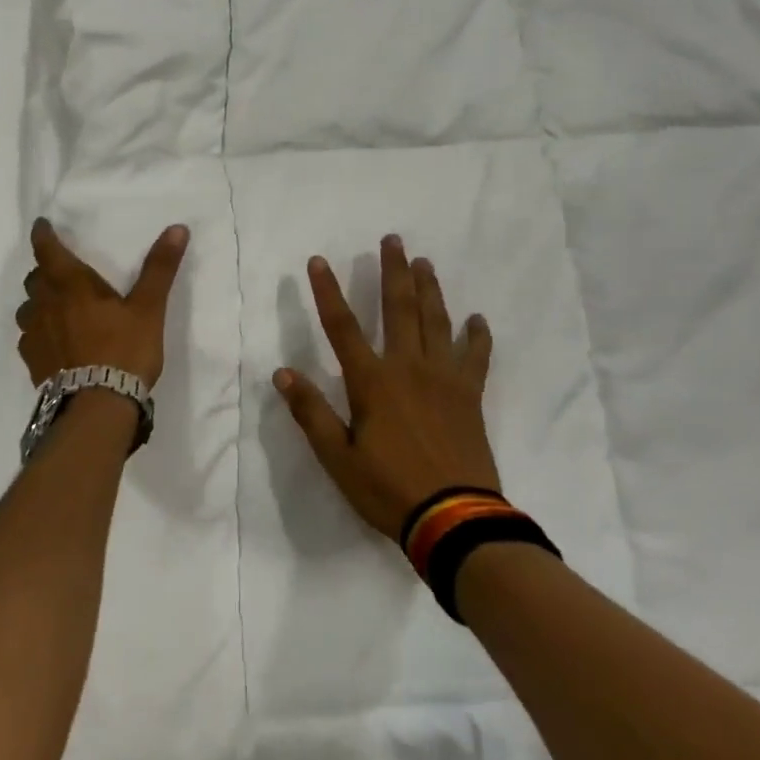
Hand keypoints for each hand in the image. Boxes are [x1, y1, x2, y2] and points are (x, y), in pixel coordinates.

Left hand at [16, 218, 189, 388]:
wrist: (97, 407)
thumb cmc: (124, 350)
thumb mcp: (149, 308)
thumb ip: (159, 268)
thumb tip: (178, 228)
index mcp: (71, 285)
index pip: (47, 250)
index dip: (43, 235)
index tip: (42, 226)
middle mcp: (45, 304)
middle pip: (35, 278)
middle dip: (45, 270)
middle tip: (61, 271)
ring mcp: (35, 335)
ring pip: (28, 308)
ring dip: (39, 301)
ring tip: (56, 307)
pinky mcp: (32, 362)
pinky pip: (29, 337)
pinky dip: (38, 331)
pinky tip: (53, 341)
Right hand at [274, 236, 499, 541]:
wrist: (455, 519)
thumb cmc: (389, 489)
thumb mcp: (338, 457)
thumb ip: (311, 412)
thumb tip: (283, 373)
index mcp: (372, 382)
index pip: (342, 327)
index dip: (327, 292)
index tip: (319, 261)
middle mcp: (408, 368)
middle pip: (399, 308)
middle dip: (394, 271)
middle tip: (393, 239)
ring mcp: (444, 379)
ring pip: (436, 322)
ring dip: (429, 289)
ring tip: (425, 263)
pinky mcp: (469, 396)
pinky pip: (475, 357)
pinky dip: (476, 336)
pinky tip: (476, 319)